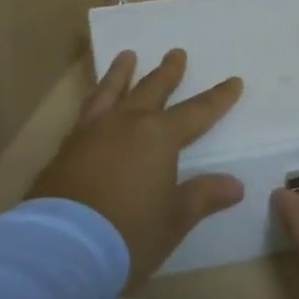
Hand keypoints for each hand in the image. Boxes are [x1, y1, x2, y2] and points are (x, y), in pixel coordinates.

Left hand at [30, 49, 244, 287]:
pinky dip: (96, 97)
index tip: (234, 81)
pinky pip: (86, 110)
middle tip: (176, 52)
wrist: (63, 247)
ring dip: (122, 72)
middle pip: (152, 89)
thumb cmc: (128, 234)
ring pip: (112, 90)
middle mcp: (127, 123)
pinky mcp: (67, 145)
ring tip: (127, 55)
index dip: (218, 98)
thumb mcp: (174, 220)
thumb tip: (236, 184)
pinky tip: (94, 101)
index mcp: (159, 137)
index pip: (197, 112)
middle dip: (168, 72)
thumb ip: (203, 196)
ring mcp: (93, 131)